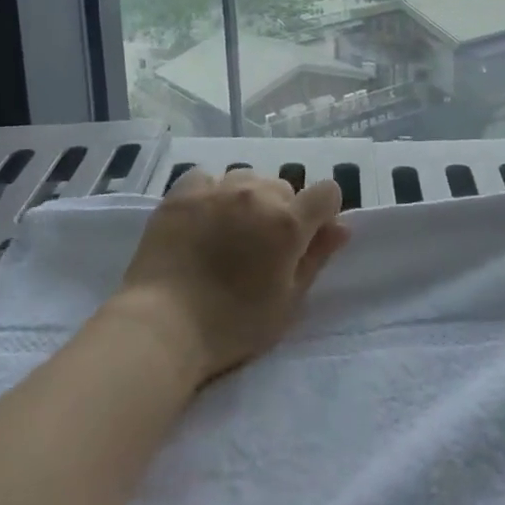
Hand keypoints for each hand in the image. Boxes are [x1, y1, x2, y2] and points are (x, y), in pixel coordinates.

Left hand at [117, 168, 349, 383]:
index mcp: (288, 223)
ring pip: (246, 178)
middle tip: (260, 248)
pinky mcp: (182, 192)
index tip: (308, 237)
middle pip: (283, 187)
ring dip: (247, 199)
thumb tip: (342, 227)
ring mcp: (217, 189)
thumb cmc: (232, 325)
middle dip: (281, 211)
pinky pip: (207, 178)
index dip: (323, 213)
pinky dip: (211, 193)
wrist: (162, 326)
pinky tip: (201, 219)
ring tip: (229, 232)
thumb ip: (316, 258)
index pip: (326, 193)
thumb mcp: (287, 302)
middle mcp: (257, 194)